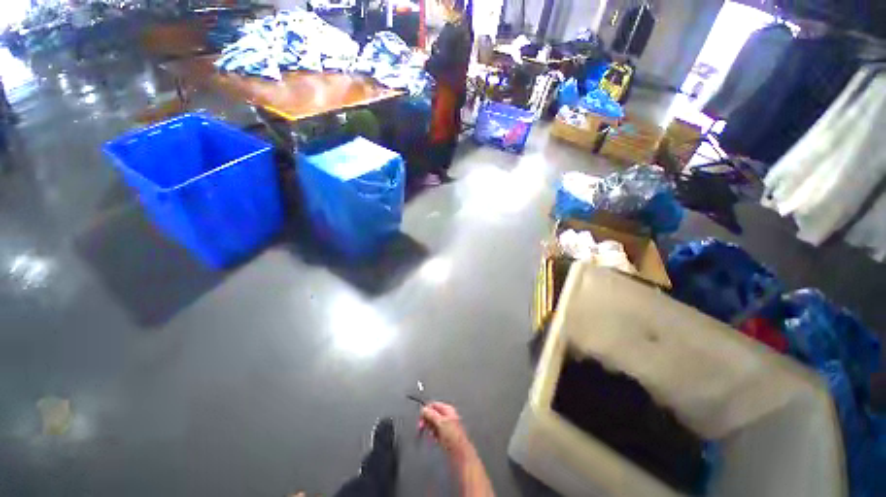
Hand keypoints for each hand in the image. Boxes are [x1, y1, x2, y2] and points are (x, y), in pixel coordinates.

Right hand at [418, 402, 474, 463]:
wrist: (459, 453)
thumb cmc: (453, 437)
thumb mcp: (440, 422)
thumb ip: (431, 414)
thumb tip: (423, 409)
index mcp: (447, 409)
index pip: (433, 405)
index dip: (426, 411)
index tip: (421, 419)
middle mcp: (447, 415)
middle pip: (432, 413)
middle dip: (427, 420)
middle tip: (423, 427)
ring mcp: (446, 425)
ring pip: (433, 423)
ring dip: (430, 428)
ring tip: (431, 434)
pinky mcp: (445, 434)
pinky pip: (435, 431)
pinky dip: (433, 434)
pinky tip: (434, 439)